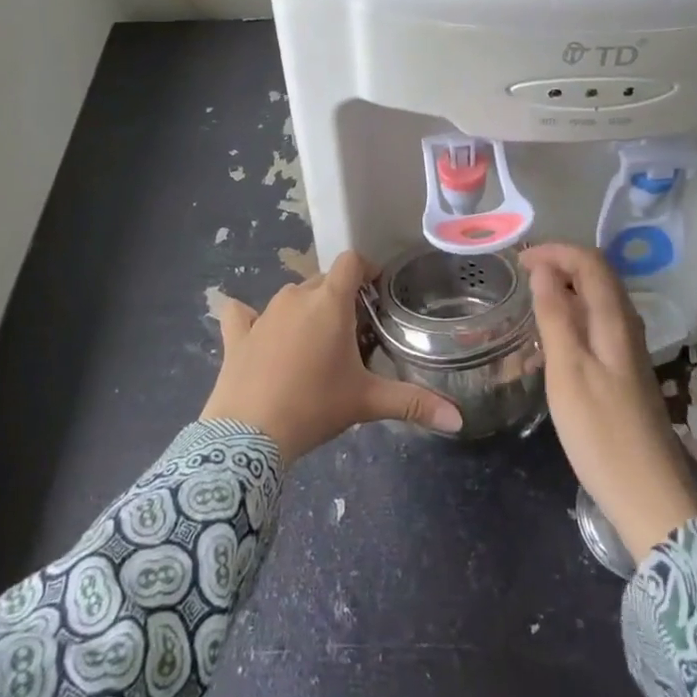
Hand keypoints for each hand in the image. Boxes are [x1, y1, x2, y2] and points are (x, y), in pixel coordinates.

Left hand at [202, 251, 463, 462]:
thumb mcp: (367, 402)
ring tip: (315, 344)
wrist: (248, 435)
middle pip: (323, 281)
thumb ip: (413, 403)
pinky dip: (250, 319)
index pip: (351, 261)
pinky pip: (242, 314)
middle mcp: (296, 296)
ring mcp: (263, 313)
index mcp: (329, 302)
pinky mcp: (237, 334)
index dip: (367, 270)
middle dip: (340, 298)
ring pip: (291, 297)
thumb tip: (459, 419)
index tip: (376, 292)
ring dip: (305, 310)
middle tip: (353, 333)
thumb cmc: (314, 406)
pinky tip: (255, 333)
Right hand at [523, 243, 696, 561]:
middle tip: (520, 274)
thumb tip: (543, 269)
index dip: (555, 251)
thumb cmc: (602, 434)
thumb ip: (555, 316)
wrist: (649, 498)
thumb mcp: (568, 372)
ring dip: (565, 290)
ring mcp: (628, 351)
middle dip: (559, 264)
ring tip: (529, 301)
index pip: (590, 261)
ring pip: (597, 302)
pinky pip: (596, 326)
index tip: (518, 260)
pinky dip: (571, 317)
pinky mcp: (624, 373)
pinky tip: (550, 340)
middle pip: (597, 276)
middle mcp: (627, 327)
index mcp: (615, 320)